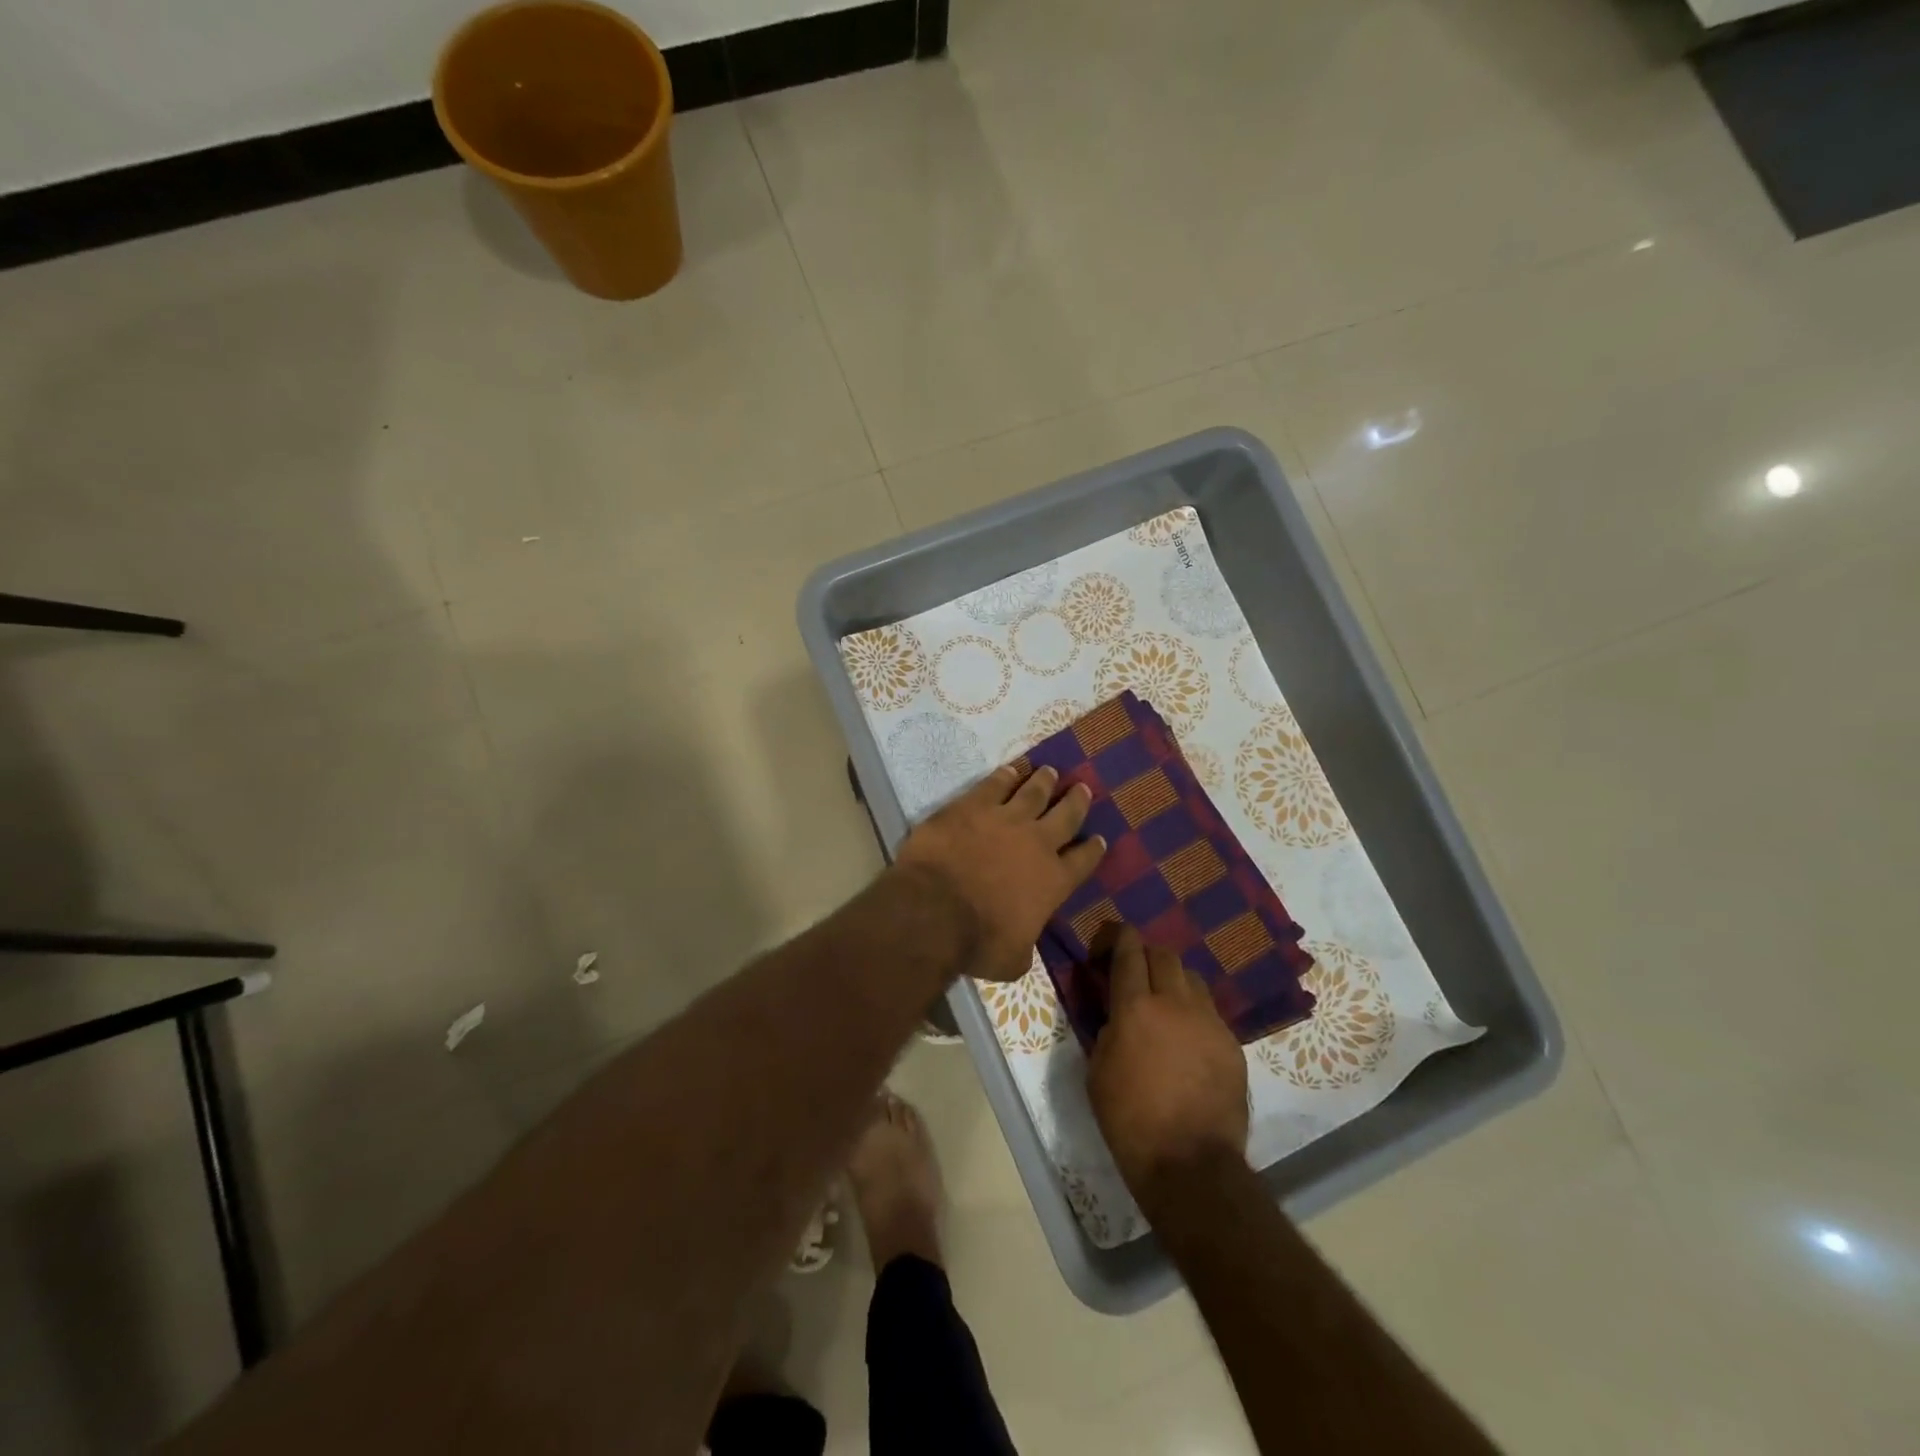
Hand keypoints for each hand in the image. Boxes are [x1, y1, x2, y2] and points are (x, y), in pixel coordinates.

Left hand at [896, 764, 1105, 981]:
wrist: (935, 909)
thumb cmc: (977, 942)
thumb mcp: (1013, 960)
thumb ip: (1026, 947)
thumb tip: (1023, 945)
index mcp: (1054, 881)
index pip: (1083, 861)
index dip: (1092, 849)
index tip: (1099, 839)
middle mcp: (1037, 843)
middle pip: (1065, 815)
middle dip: (1076, 801)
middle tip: (1082, 789)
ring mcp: (1006, 818)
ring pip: (1033, 792)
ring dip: (1044, 781)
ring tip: (1050, 771)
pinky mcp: (973, 805)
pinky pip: (995, 784)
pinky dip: (1005, 776)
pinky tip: (1010, 770)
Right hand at [1088, 927, 1249, 1200]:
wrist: (1190, 1162)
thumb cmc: (1130, 1119)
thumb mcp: (1097, 1072)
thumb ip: (1107, 1032)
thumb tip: (1116, 1016)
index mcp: (1135, 1008)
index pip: (1129, 954)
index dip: (1122, 938)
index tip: (1118, 933)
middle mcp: (1174, 1003)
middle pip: (1165, 956)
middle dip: (1149, 954)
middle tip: (1138, 968)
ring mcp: (1208, 1022)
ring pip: (1192, 979)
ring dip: (1175, 980)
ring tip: (1167, 999)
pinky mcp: (1231, 1043)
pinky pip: (1211, 1012)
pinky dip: (1195, 1012)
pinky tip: (1188, 1035)